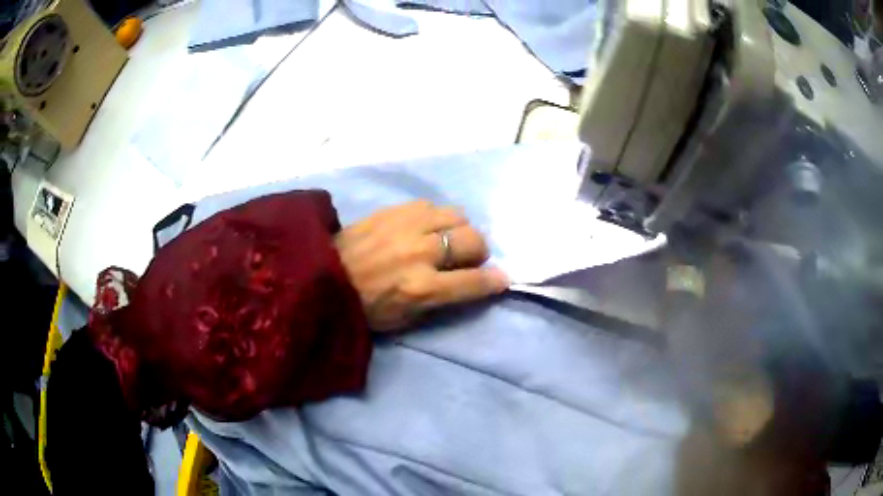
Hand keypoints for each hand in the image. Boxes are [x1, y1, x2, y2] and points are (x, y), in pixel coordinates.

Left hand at [335, 200, 508, 331]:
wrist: (321, 275)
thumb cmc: (363, 307)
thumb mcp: (403, 320)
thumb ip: (440, 301)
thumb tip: (468, 283)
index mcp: (421, 288)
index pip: (474, 281)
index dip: (495, 281)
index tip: (502, 279)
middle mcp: (421, 252)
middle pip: (473, 240)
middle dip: (478, 252)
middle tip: (467, 259)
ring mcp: (408, 225)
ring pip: (457, 216)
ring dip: (459, 230)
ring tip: (447, 239)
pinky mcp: (395, 209)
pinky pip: (432, 205)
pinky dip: (436, 217)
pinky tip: (425, 226)